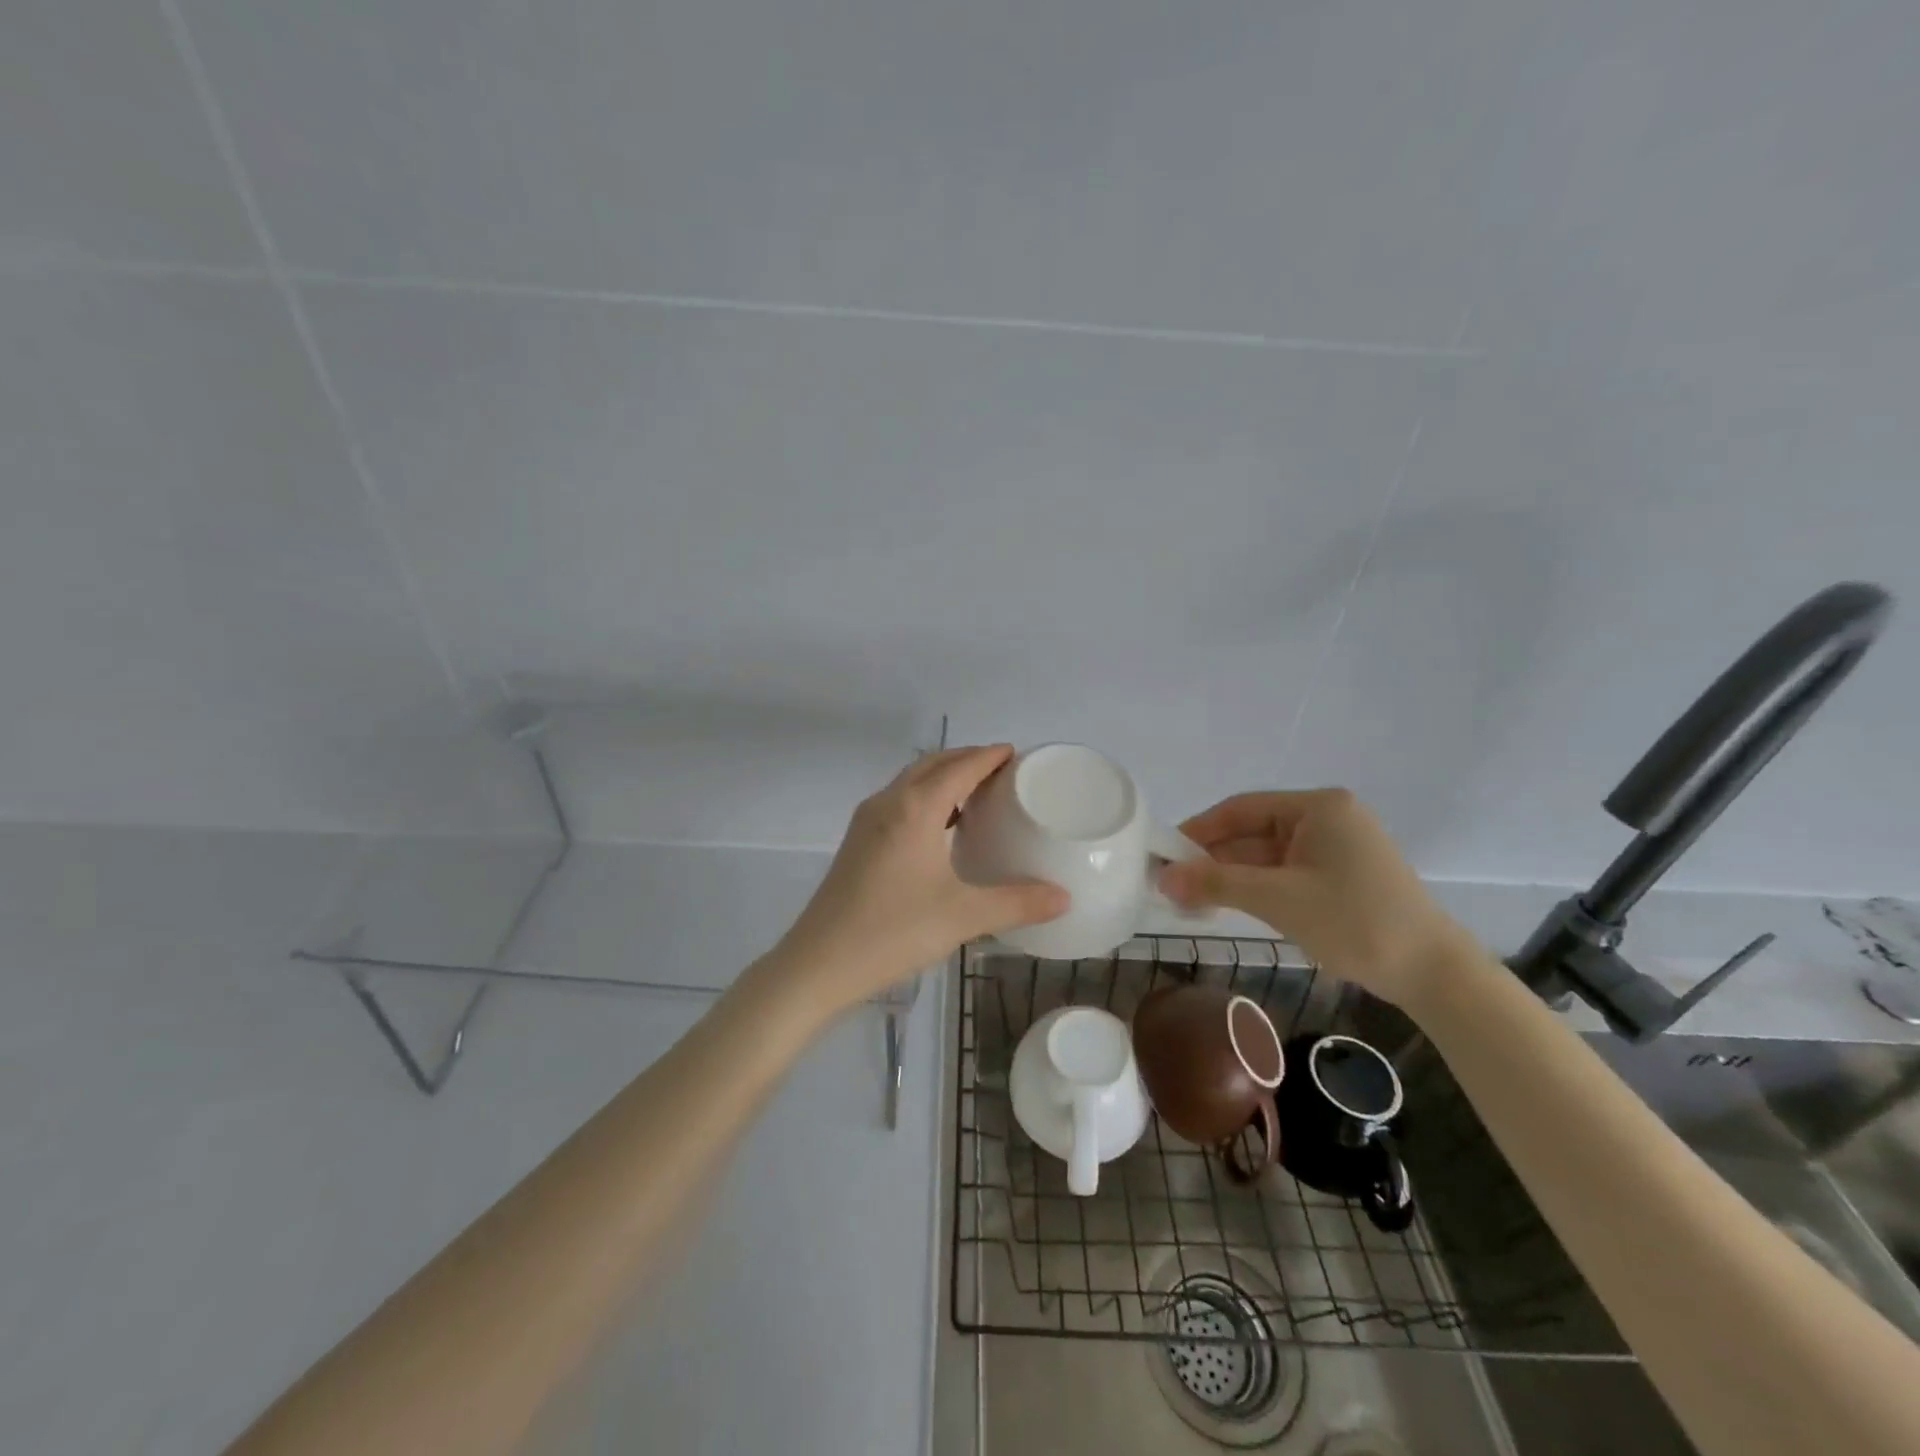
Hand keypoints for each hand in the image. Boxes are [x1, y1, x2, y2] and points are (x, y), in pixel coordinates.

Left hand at [774, 745, 1067, 1015]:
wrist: (818, 964)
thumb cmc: (893, 931)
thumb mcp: (963, 916)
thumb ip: (1017, 903)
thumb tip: (1064, 897)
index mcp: (915, 808)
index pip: (960, 766)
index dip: (989, 756)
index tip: (1016, 754)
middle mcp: (888, 802)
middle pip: (932, 764)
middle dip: (967, 759)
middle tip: (1003, 772)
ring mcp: (867, 821)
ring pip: (911, 782)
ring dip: (943, 777)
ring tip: (977, 794)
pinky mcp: (857, 842)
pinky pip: (898, 802)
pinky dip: (926, 798)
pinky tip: (941, 829)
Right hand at [1159, 788, 1467, 1006]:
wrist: (1433, 974)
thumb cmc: (1354, 922)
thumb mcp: (1278, 900)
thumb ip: (1216, 883)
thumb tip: (1161, 877)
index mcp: (1318, 807)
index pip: (1241, 809)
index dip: (1198, 830)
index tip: (1164, 853)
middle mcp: (1327, 818)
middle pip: (1253, 832)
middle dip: (1212, 859)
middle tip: (1171, 884)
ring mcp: (1336, 849)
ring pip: (1266, 856)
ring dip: (1231, 877)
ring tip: (1189, 899)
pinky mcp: (1340, 877)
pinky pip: (1285, 873)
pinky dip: (1256, 888)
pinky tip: (1227, 905)